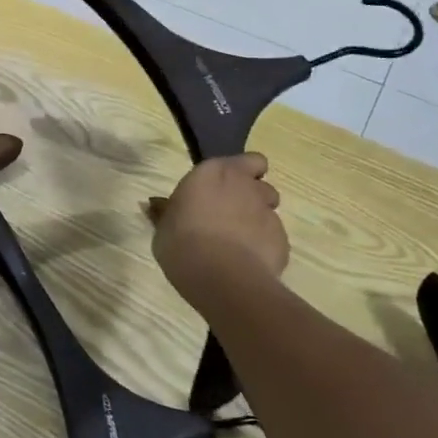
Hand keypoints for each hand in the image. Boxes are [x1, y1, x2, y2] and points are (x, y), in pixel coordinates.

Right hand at [151, 154, 289, 317]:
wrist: (221, 277)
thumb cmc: (182, 242)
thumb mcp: (163, 226)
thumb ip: (166, 212)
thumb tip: (156, 205)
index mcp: (215, 173)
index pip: (246, 160)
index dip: (240, 172)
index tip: (223, 188)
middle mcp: (246, 186)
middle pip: (261, 183)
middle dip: (252, 195)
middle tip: (231, 213)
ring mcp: (268, 213)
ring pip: (270, 210)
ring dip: (258, 219)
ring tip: (239, 241)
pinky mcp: (282, 241)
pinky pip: (274, 238)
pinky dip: (263, 246)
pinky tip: (246, 262)